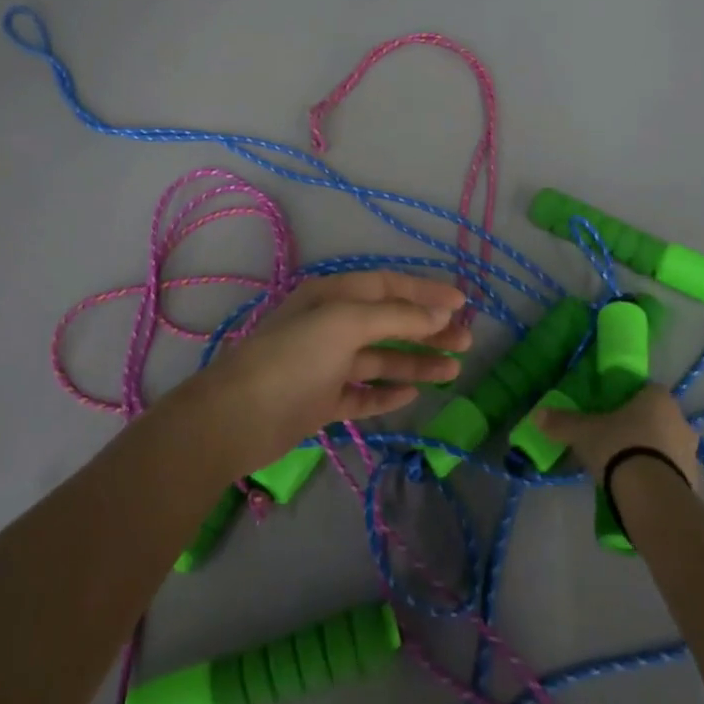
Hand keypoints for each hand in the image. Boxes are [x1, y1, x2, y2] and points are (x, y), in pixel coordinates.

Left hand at [171, 271, 468, 478]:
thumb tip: (440, 311)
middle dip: (428, 329)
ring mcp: (327, 365)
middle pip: (389, 322)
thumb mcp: (346, 323)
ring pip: (381, 359)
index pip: (389, 286)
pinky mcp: (322, 400)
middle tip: (466, 340)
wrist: (237, 417)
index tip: (463, 302)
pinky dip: (387, 392)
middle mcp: (331, 325)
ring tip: (453, 371)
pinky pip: (363, 393)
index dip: (426, 291)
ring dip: (416, 362)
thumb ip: (395, 316)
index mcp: (333, 296)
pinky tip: (411, 394)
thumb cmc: (294, 357)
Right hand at [536, 385, 701, 489]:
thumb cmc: (619, 447)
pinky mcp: (694, 482)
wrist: (651, 496)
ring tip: (625, 469)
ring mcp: (691, 453)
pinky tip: (639, 489)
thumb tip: (537, 415)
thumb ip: (562, 422)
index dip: (630, 400)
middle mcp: (681, 420)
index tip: (612, 413)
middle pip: (658, 418)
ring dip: (651, 454)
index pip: (646, 390)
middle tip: (616, 441)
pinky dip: (658, 477)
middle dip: (640, 428)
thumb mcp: (584, 432)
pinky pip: (672, 473)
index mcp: (658, 398)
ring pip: (667, 446)